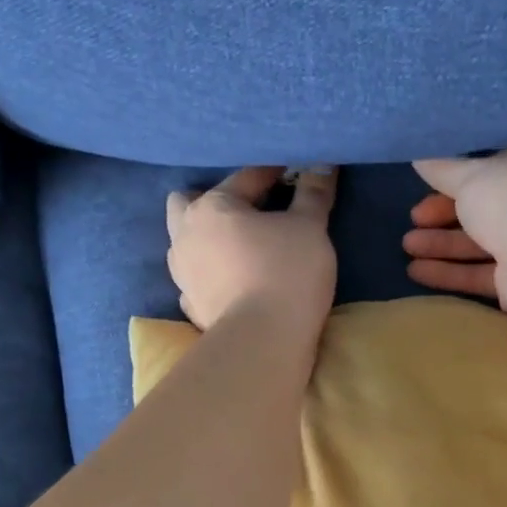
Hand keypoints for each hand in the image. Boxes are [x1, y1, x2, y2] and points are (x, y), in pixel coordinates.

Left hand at [168, 165, 338, 332]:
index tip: (295, 175)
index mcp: (211, 207)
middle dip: (214, 201)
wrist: (264, 342)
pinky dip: (210, 275)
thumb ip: (314, 194)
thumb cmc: (287, 272)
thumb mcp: (310, 227)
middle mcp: (185, 235)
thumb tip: (323, 164)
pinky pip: (196, 279)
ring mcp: (183, 274)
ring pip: (187, 243)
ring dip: (208, 239)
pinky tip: (231, 281)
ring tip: (238, 247)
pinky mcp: (191, 306)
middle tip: (248, 211)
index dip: (275, 173)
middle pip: (188, 203)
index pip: (246, 178)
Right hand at [403, 143, 506, 313]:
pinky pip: (482, 273)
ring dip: (442, 244)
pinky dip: (451, 272)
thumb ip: (443, 169)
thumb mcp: (471, 174)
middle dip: (445, 214)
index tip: (431, 181)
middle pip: (487, 207)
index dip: (463, 173)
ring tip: (407, 246)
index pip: (502, 162)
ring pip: (482, 242)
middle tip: (414, 218)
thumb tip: (420, 156)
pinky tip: (417, 271)